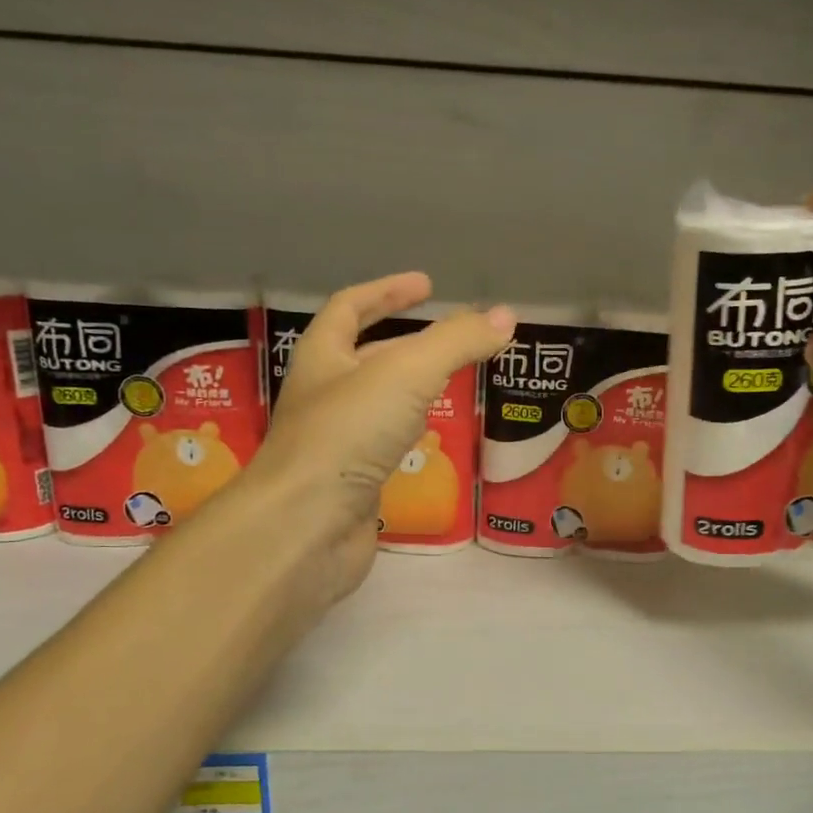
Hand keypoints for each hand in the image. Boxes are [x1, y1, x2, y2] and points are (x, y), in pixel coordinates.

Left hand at [252, 272, 513, 605]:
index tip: (425, 285)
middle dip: (405, 343)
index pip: (349, 308)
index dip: (386, 292)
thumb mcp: (407, 374)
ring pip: (377, 406)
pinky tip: (434, 441)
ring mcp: (335, 444)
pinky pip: (383, 449)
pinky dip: (410, 436)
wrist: (306, 527)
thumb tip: (505, 316)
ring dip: (410, 392)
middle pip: (364, 357)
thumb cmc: (348, 434)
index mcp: (323, 358)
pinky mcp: (351, 486)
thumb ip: (457, 342)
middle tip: (452, 340)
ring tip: (451, 385)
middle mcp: (324, 397)